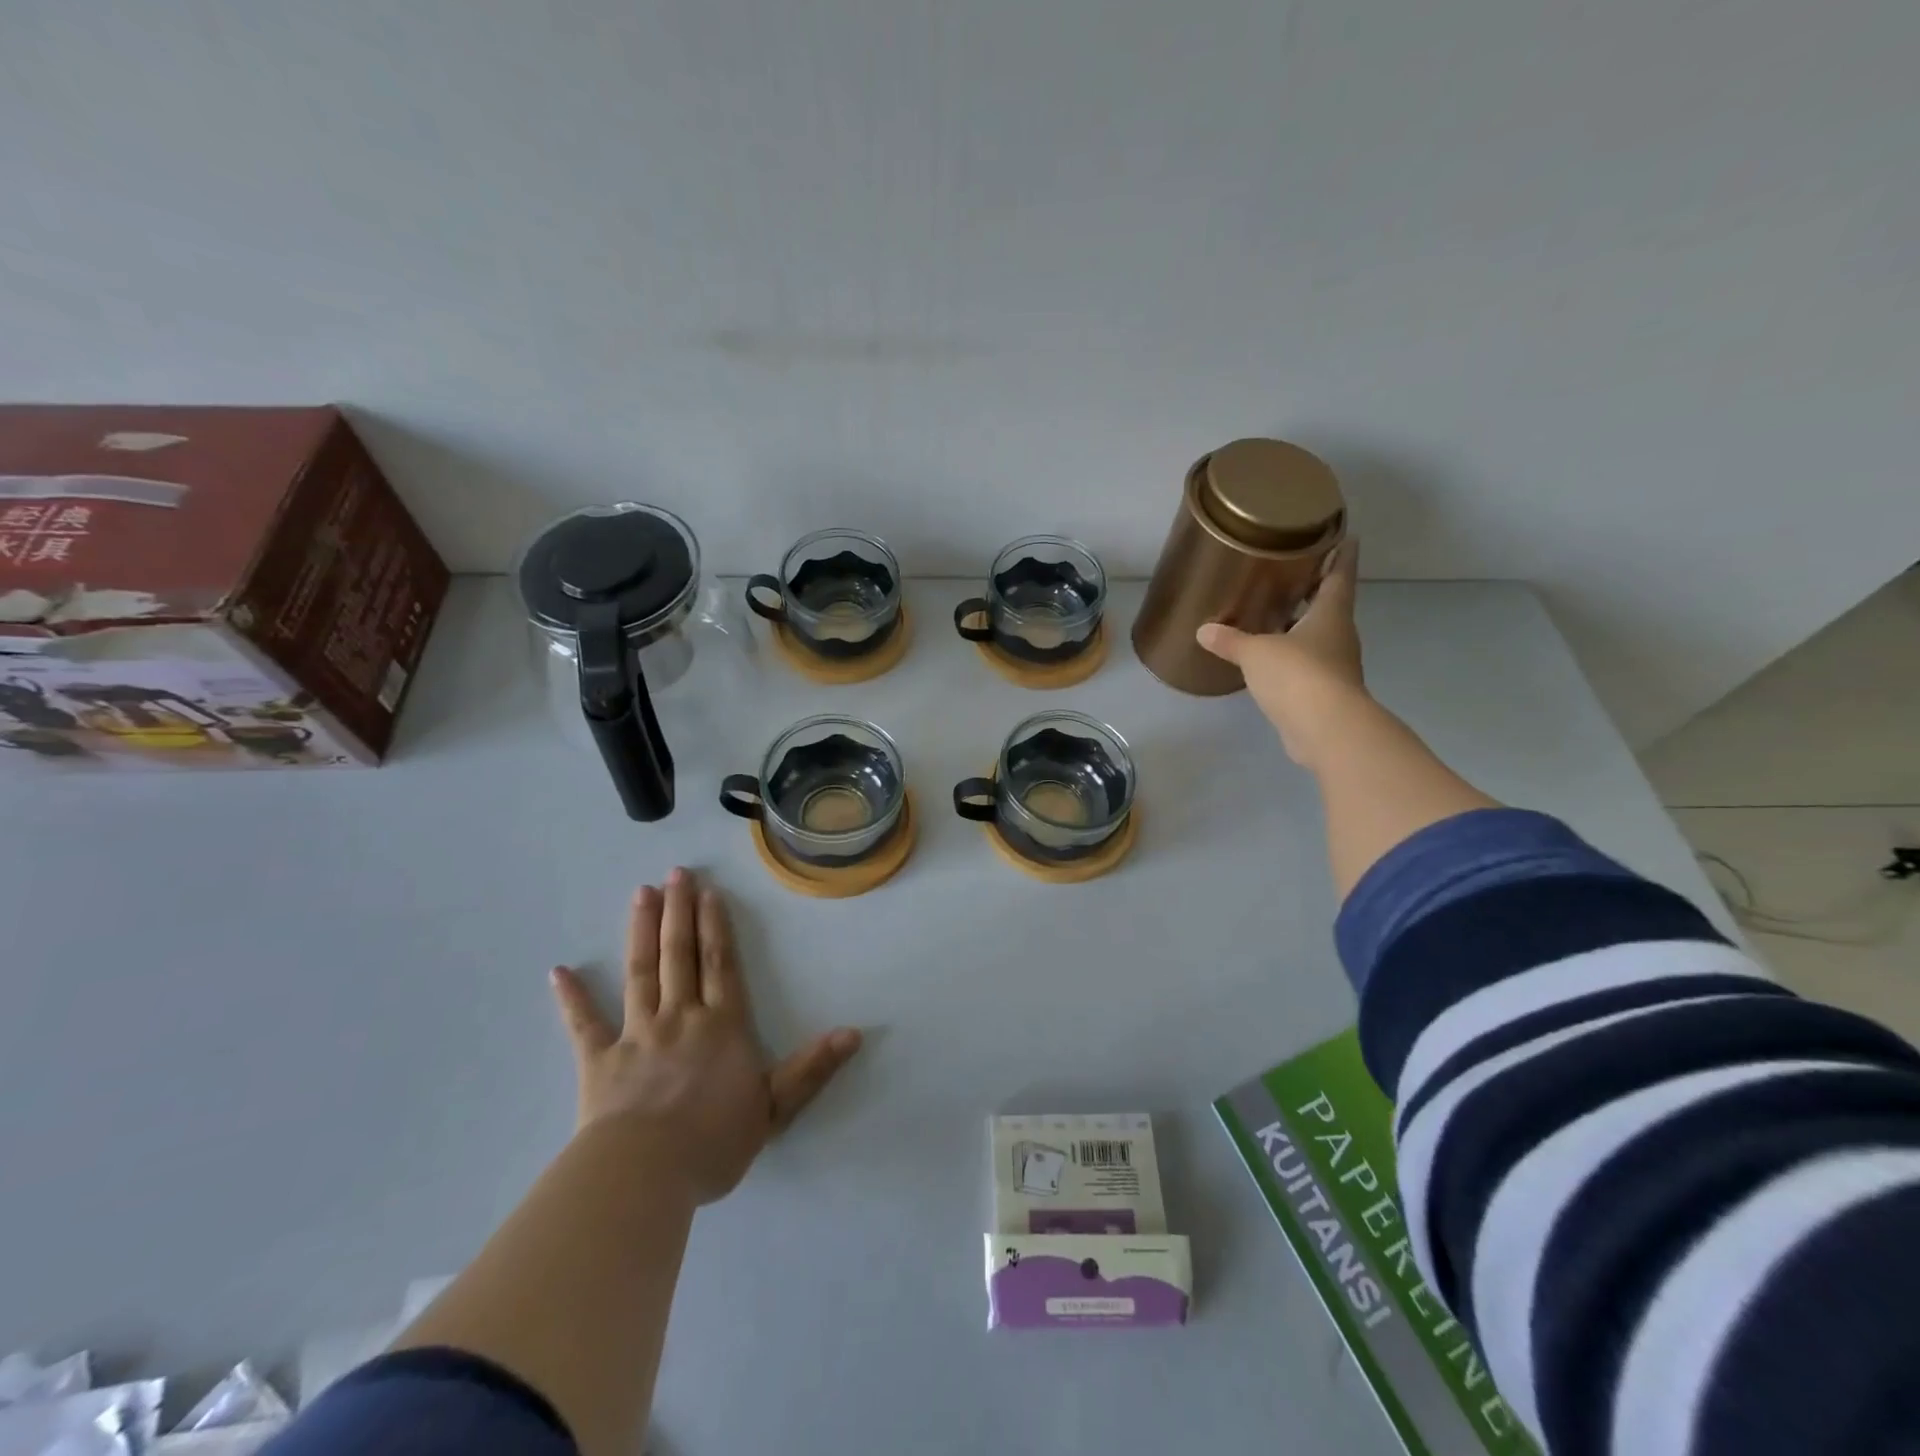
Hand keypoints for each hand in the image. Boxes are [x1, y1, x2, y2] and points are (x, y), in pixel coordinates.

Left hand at [548, 868, 861, 1204]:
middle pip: (680, 955)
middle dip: (679, 912)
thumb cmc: (714, 1141)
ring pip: (640, 972)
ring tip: (641, 894)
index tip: (709, 892)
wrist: (645, 1174)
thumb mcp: (775, 1108)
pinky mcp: (599, 1061)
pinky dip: (572, 998)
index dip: (716, 926)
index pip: (721, 964)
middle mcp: (680, 1017)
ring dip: (641, 931)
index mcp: (722, 1025)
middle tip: (675, 874)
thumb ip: (811, 1068)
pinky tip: (559, 971)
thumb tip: (853, 1032)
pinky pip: (583, 1024)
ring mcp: (636, 1034)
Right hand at [1195, 541, 1367, 767]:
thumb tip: (1203, 630)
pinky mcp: (1324, 693)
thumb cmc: (1298, 675)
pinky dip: (1291, 656)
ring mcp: (1335, 666)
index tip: (1345, 536)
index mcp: (1331, 614)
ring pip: (1318, 636)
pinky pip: (1306, 665)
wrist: (1325, 729)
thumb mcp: (1256, 652)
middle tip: (1293, 573)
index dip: (1342, 555)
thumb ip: (1230, 640)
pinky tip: (1270, 658)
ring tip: (1274, 614)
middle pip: (1330, 605)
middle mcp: (1338, 636)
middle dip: (1315, 590)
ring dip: (1301, 625)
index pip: (1340, 575)